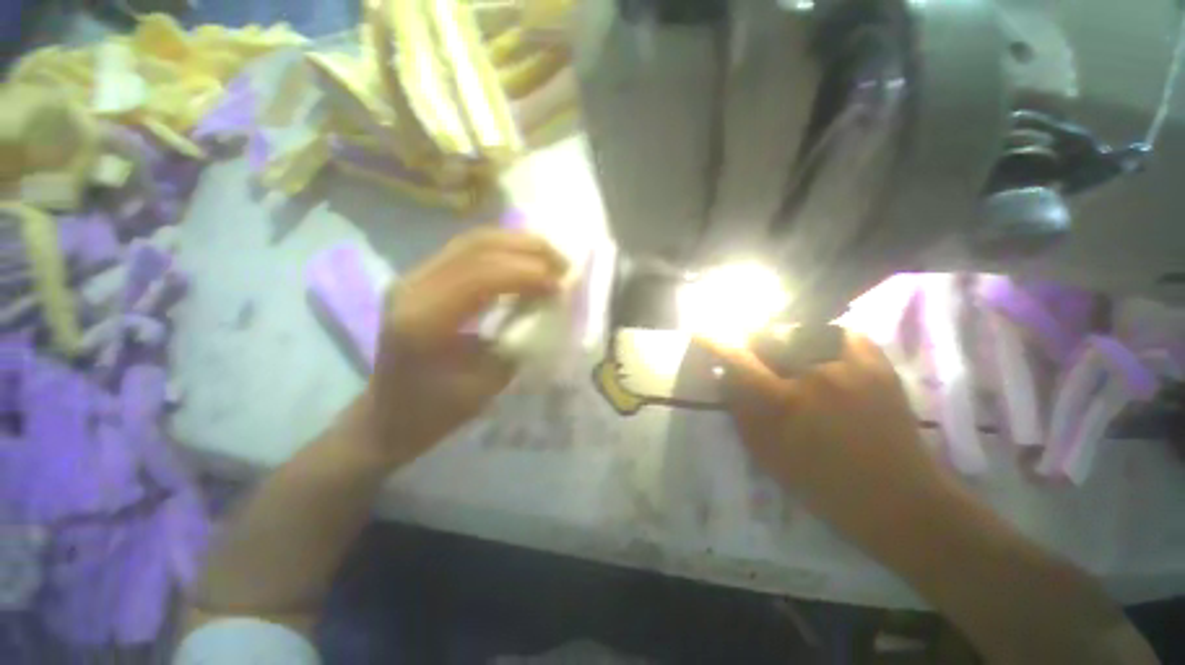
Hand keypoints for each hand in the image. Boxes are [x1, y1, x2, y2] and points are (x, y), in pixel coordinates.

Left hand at [362, 229, 566, 460]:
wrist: (388, 415)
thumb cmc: (435, 411)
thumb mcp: (486, 385)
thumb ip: (519, 342)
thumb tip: (549, 309)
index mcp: (423, 319)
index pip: (480, 275)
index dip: (526, 274)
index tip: (561, 285)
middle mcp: (412, 287)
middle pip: (477, 246)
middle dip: (528, 249)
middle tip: (563, 264)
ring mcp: (413, 277)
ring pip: (473, 241)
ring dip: (518, 245)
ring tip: (551, 258)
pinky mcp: (422, 278)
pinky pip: (469, 251)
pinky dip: (504, 251)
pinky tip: (525, 261)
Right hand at [711, 331, 947, 520]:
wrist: (898, 500)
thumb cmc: (822, 484)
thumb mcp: (766, 454)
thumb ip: (739, 410)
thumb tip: (725, 376)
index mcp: (781, 402)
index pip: (737, 358)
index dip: (716, 341)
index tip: (702, 330)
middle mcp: (812, 374)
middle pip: (770, 337)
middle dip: (757, 342)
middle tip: (759, 355)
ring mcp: (849, 366)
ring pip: (804, 331)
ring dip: (790, 341)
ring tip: (792, 357)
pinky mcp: (878, 365)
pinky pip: (842, 333)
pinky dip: (826, 337)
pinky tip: (823, 352)